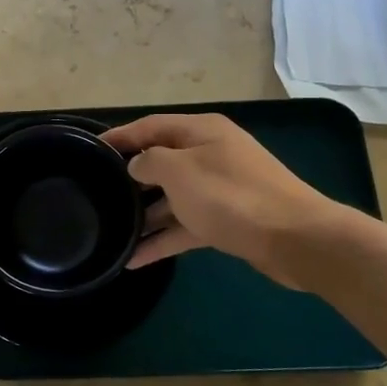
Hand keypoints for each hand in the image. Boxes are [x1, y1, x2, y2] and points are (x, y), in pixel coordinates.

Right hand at [103, 114, 355, 288]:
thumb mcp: (180, 171)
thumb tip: (137, 166)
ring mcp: (220, 189)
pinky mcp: (227, 220)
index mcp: (201, 131)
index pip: (151, 126)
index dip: (121, 136)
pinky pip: (186, 225)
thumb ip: (149, 162)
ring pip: (172, 198)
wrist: (296, 239)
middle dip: (130, 178)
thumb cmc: (231, 195)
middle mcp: (210, 154)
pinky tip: (136, 259)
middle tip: (97, 193)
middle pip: (161, 161)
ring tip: (111, 233)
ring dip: (144, 216)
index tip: (91, 149)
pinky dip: (163, 239)